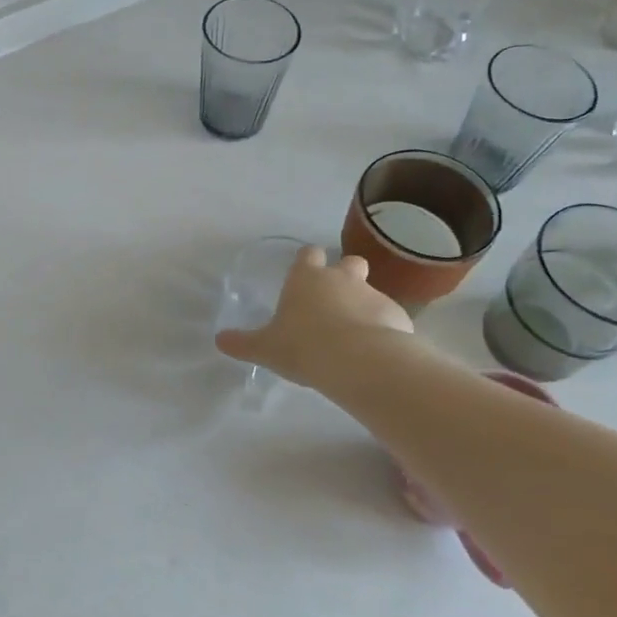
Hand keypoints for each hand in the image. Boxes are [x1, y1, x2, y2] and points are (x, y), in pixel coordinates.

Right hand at [216, 246, 413, 386]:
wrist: (360, 362)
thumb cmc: (304, 347)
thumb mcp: (265, 349)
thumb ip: (243, 343)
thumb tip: (219, 340)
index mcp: (307, 279)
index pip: (308, 254)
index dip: (307, 262)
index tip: (305, 275)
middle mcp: (341, 279)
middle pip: (349, 262)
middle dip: (345, 274)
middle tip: (334, 301)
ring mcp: (373, 295)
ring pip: (370, 291)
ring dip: (363, 305)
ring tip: (355, 334)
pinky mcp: (397, 315)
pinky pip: (388, 316)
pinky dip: (383, 328)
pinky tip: (375, 351)